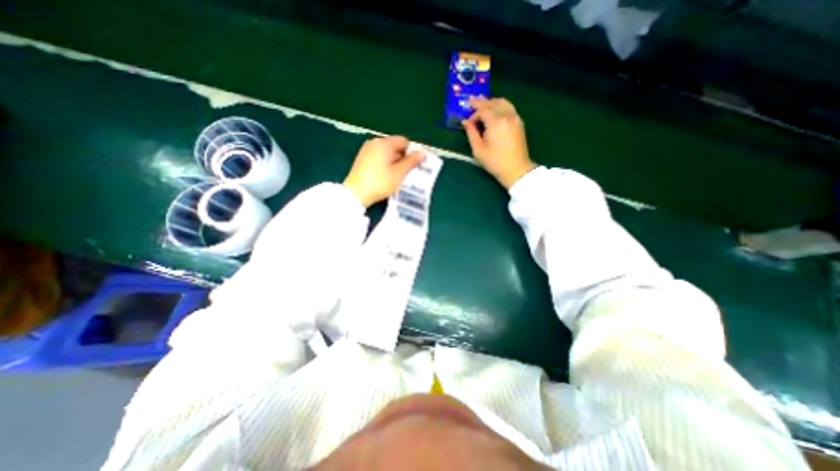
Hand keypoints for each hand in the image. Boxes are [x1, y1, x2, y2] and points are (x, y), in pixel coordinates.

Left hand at [341, 135, 422, 205]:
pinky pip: (378, 157)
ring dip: (394, 161)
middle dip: (403, 157)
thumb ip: (412, 161)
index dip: (411, 152)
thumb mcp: (399, 173)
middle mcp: (374, 142)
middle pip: (394, 146)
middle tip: (407, 172)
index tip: (414, 165)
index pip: (403, 141)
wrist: (356, 193)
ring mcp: (366, 150)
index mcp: (384, 143)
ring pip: (386, 153)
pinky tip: (386, 176)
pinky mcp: (361, 159)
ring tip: (397, 175)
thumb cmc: (380, 182)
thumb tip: (423, 153)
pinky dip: (385, 164)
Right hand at [458, 96, 538, 188]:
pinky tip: (495, 110)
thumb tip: (465, 122)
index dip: (473, 115)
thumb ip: (471, 133)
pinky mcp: (519, 122)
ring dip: (491, 102)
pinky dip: (500, 105)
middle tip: (471, 100)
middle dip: (481, 103)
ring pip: (502, 102)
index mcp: (496, 122)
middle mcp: (507, 115)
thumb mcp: (478, 149)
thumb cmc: (494, 161)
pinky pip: (509, 107)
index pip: (482, 110)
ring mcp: (515, 117)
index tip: (468, 123)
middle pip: (492, 103)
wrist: (516, 169)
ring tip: (482, 103)